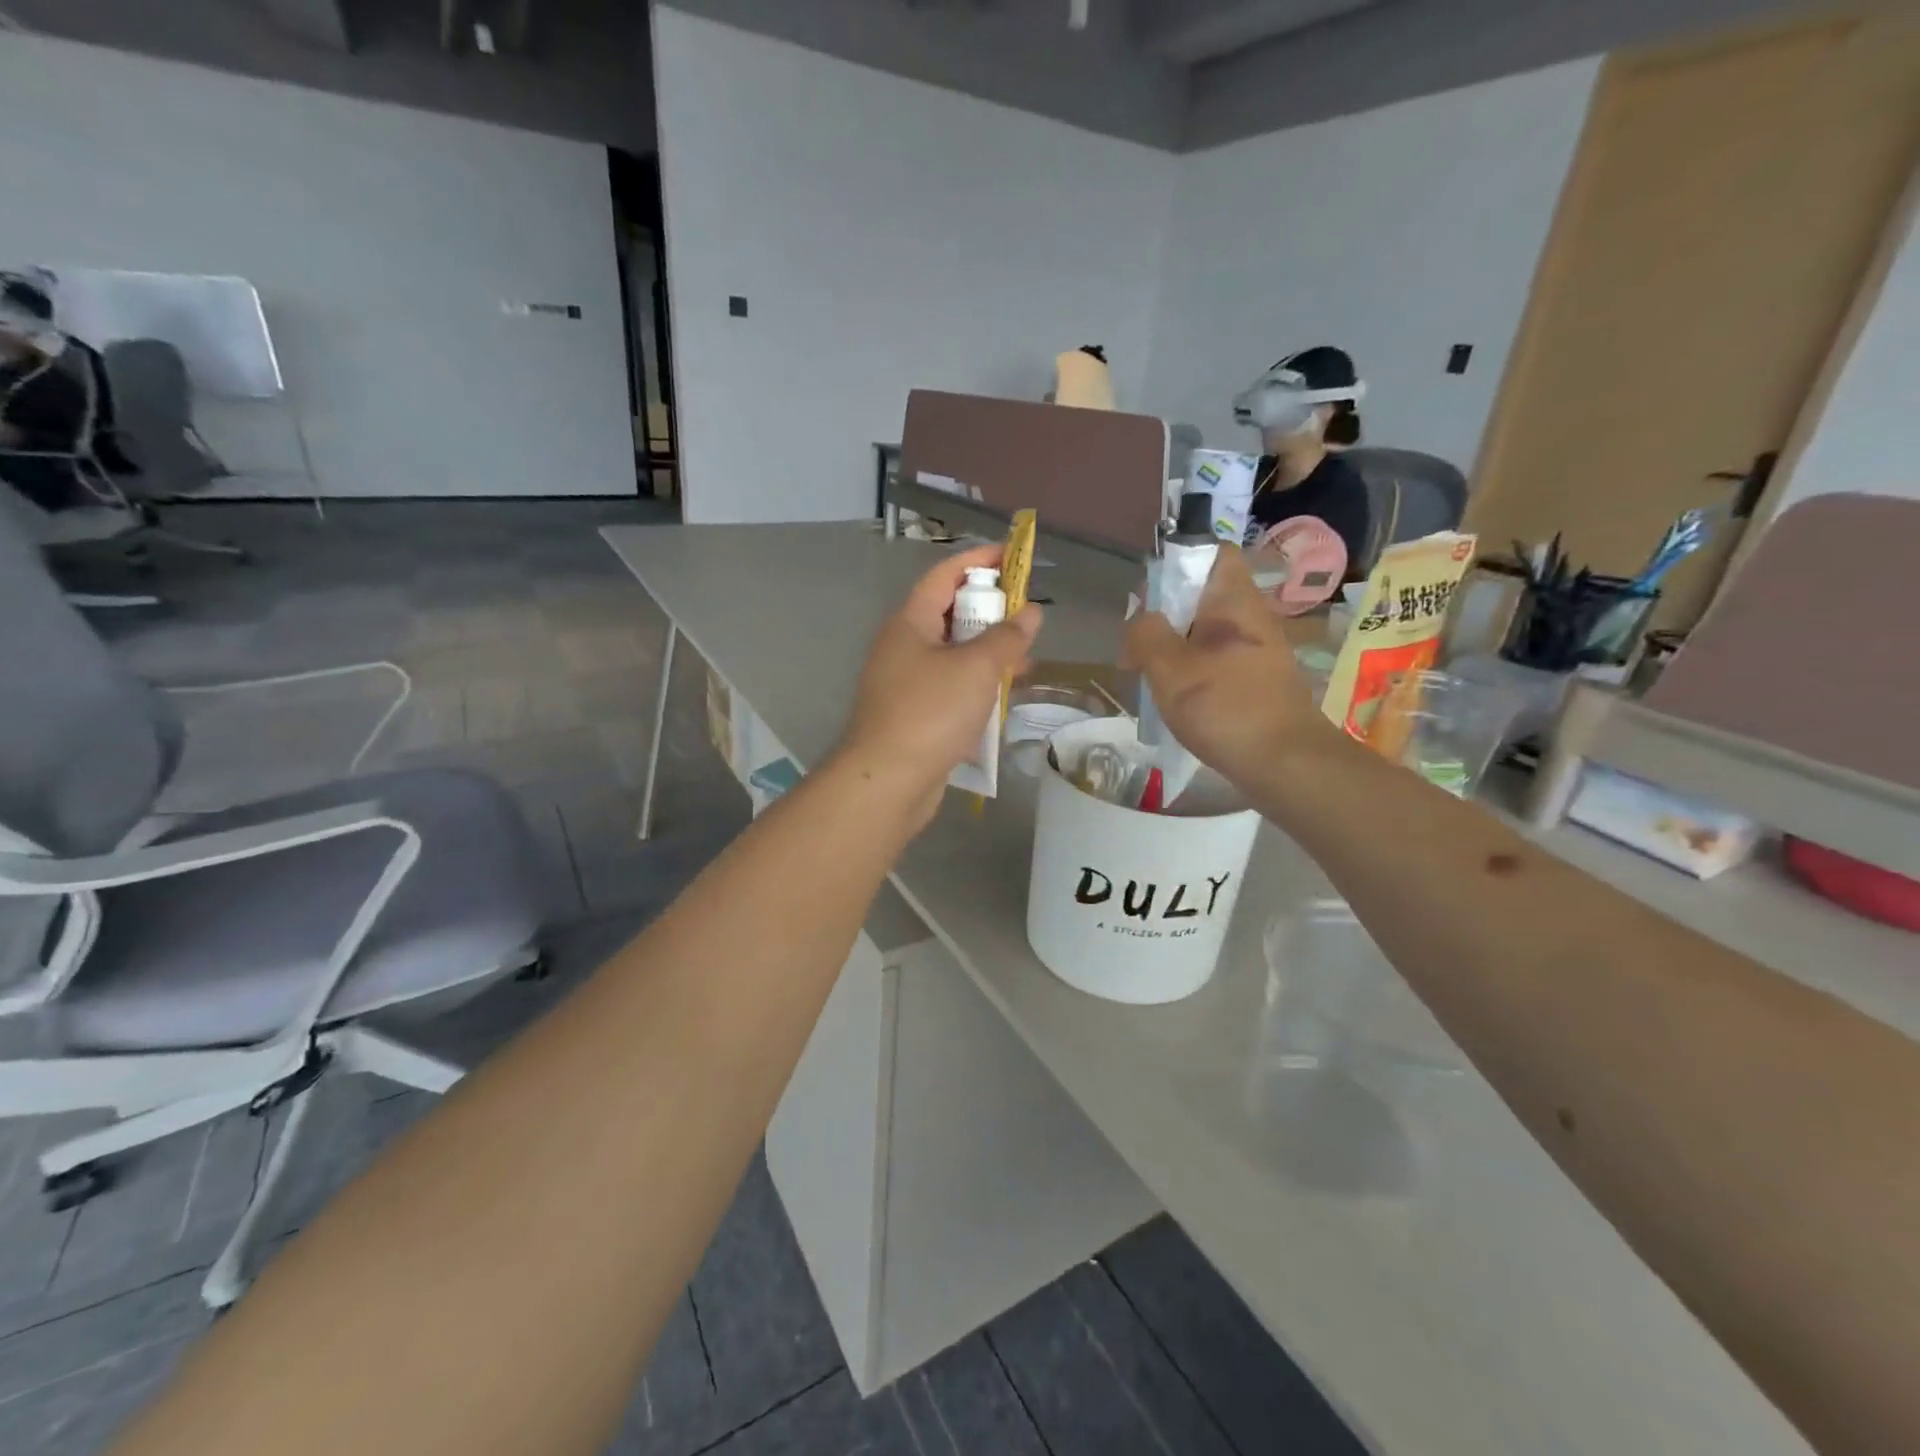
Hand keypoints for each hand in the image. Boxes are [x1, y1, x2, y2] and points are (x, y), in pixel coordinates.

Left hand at [832, 545, 1042, 828]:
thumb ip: (1007, 637)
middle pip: (949, 614)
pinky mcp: (914, 715)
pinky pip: (951, 687)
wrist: (888, 781)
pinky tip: (1003, 697)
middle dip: (989, 610)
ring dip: (988, 652)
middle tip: (1027, 613)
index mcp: (909, 623)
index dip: (978, 560)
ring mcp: (906, 683)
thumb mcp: (977, 668)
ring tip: (1026, 657)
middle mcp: (903, 647)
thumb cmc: (930, 712)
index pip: (944, 575)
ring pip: (953, 654)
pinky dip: (977, 685)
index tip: (1014, 556)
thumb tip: (1031, 612)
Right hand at [1123, 547, 1337, 790]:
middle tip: (1137, 648)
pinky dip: (1192, 674)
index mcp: (1234, 601)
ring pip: (1206, 634)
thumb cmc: (1225, 707)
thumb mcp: (1170, 668)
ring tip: (1149, 678)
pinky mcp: (1258, 683)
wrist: (1286, 764)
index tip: (1151, 595)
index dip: (1179, 563)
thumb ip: (1146, 634)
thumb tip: (1140, 619)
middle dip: (1165, 617)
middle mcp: (1251, 619)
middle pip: (1202, 597)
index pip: (1213, 554)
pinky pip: (1217, 664)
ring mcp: (1258, 653)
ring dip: (1174, 650)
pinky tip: (1176, 701)